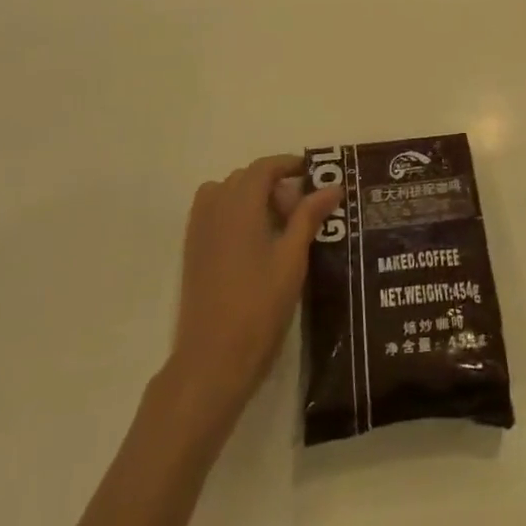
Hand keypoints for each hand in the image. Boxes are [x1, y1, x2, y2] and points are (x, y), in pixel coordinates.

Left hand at [168, 155, 342, 431]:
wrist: (212, 360)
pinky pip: (213, 213)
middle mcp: (214, 209)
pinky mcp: (192, 251)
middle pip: (245, 178)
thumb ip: (308, 217)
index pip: (264, 167)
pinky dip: (234, 214)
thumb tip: (332, 187)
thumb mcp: (292, 259)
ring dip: (252, 198)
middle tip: (301, 212)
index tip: (313, 175)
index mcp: (239, 205)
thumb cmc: (258, 307)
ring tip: (277, 227)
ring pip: (226, 194)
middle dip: (274, 185)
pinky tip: (255, 244)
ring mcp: (198, 230)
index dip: (289, 164)